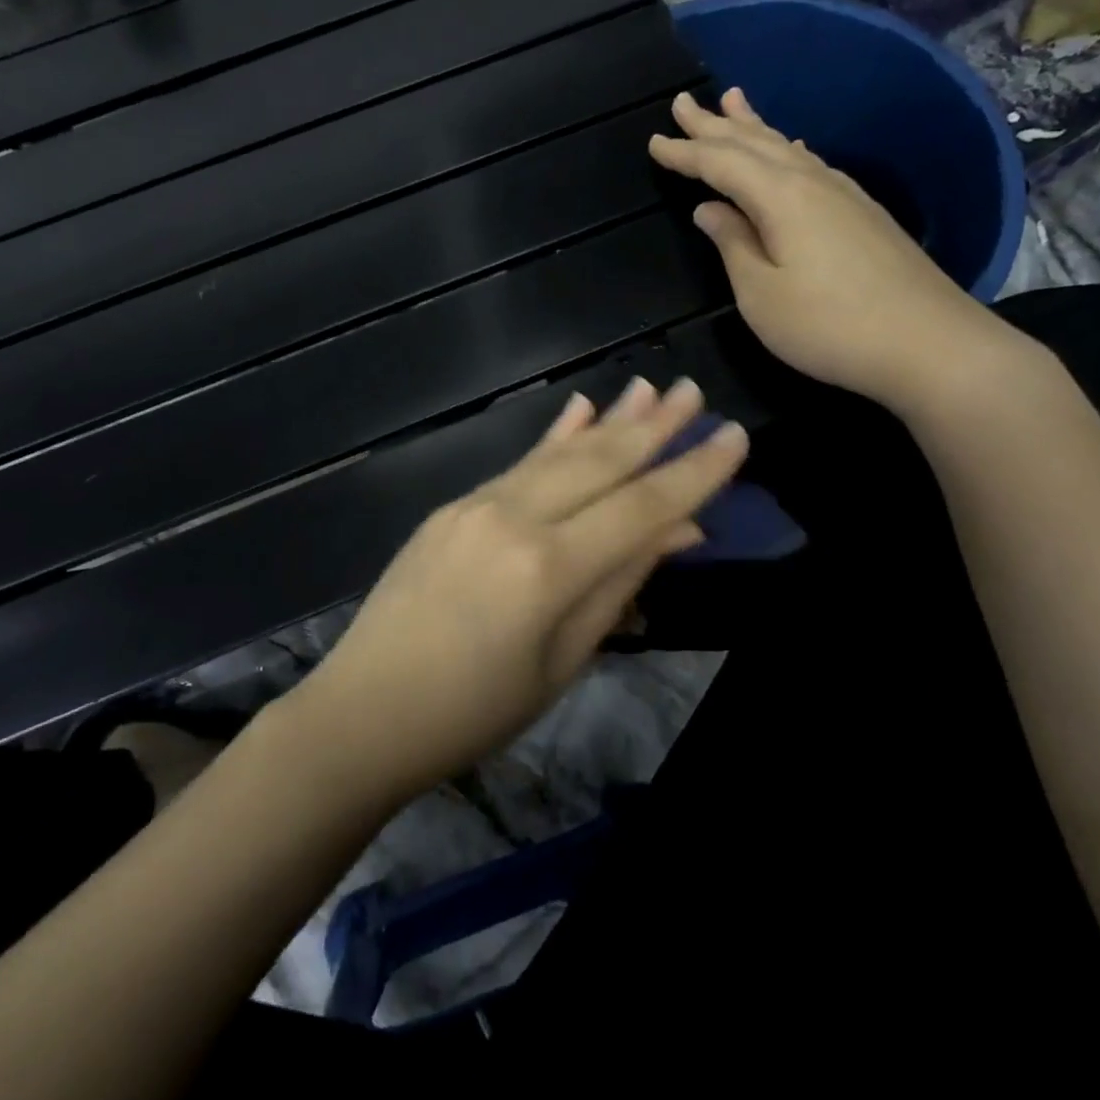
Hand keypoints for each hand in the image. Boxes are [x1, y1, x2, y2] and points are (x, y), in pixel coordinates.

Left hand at [287, 378, 746, 799]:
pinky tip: (577, 409)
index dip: (693, 472)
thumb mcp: (562, 662)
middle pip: (598, 463)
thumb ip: (617, 585)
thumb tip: (676, 529)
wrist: (365, 710)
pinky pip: (515, 466)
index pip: (640, 507)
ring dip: (607, 421)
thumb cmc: (474, 712)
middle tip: (692, 390)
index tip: (734, 436)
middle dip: (652, 427)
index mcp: (548, 568)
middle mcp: (513, 519)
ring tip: (646, 388)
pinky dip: (552, 438)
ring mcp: (475, 506)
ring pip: (556, 455)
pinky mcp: (450, 508)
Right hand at [650, 88, 1012, 411]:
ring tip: (732, 101)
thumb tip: (710, 209)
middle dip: (714, 124)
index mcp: (780, 197)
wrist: (928, 343)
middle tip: (682, 102)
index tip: (653, 141)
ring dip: (753, 127)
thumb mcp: (761, 293)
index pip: (721, 164)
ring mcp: (843, 194)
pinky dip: (786, 149)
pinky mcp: (862, 213)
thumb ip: (733, 244)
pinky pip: (810, 163)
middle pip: (755, 143)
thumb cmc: (828, 325)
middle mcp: (812, 181)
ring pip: (786, 147)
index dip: (685, 152)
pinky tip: (791, 149)